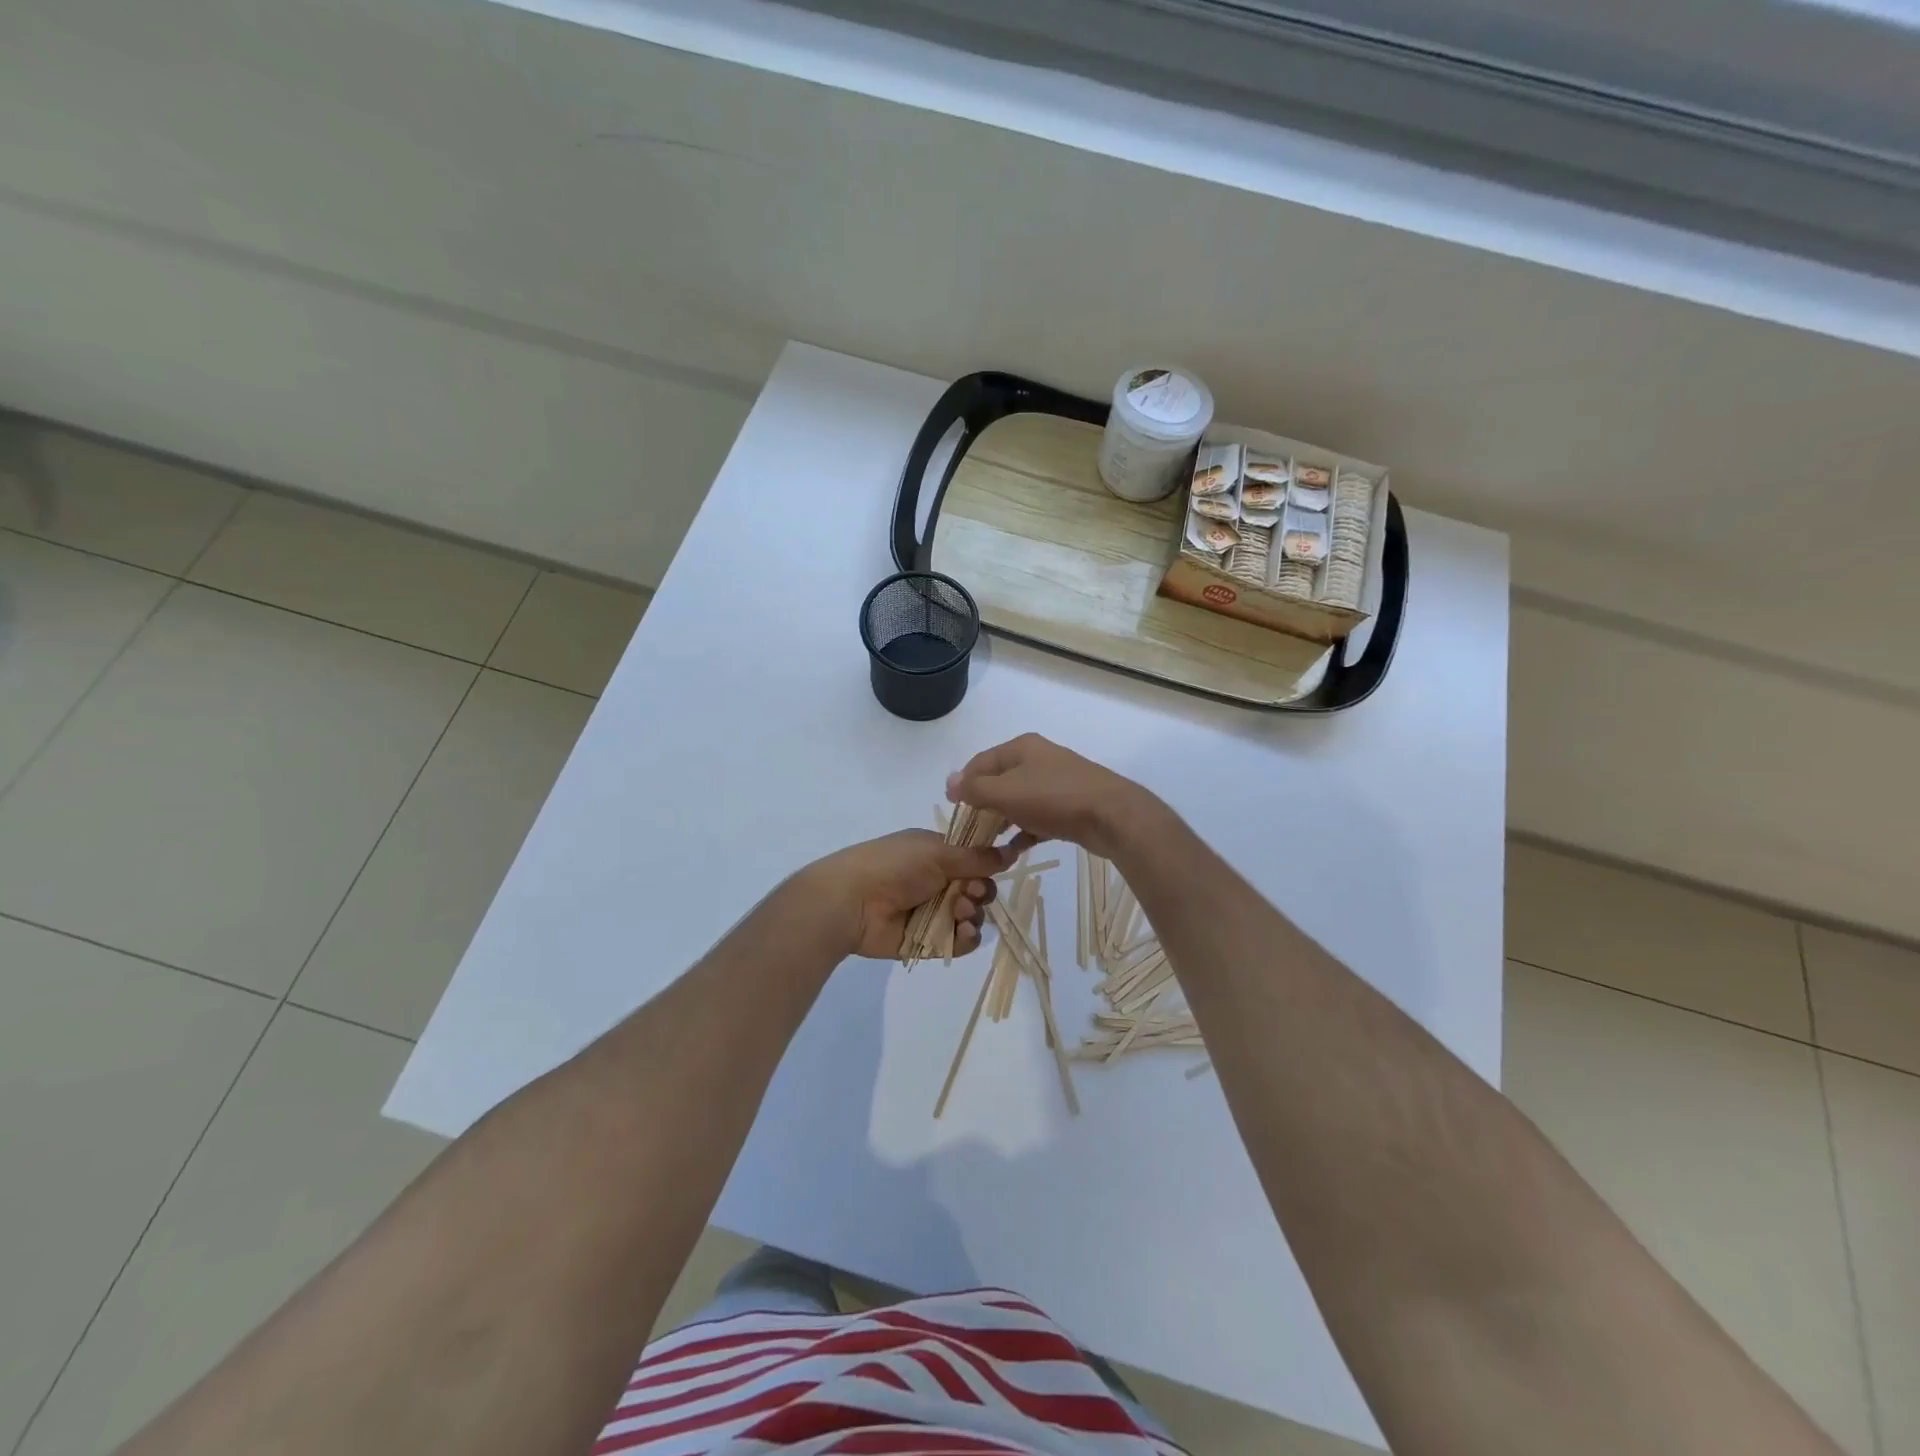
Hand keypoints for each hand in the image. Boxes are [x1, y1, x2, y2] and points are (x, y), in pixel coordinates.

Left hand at [801, 830, 1009, 959]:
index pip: (974, 860)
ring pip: (971, 917)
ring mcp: (932, 913)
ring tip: (958, 911)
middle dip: (981, 892)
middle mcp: (937, 882)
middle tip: (969, 893)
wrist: (852, 902)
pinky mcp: (928, 941)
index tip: (989, 868)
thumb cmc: (893, 866)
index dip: (986, 866)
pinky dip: (966, 938)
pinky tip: (962, 931)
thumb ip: (976, 857)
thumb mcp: (937, 852)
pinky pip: (959, 942)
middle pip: (978, 890)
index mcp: (936, 854)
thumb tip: (1011, 851)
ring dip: (973, 914)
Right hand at [947, 734, 1159, 859]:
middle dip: (982, 805)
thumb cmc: (1053, 798)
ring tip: (987, 843)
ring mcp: (1056, 783)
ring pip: (1018, 801)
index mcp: (1021, 748)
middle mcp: (1038, 760)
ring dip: (1002, 821)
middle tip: (969, 830)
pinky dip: (1024, 831)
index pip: (980, 762)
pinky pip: (1037, 818)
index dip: (963, 783)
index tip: (952, 809)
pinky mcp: (1069, 807)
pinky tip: (1013, 851)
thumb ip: (975, 788)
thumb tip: (950, 782)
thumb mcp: (1006, 791)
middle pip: (999, 781)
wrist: (1112, 816)